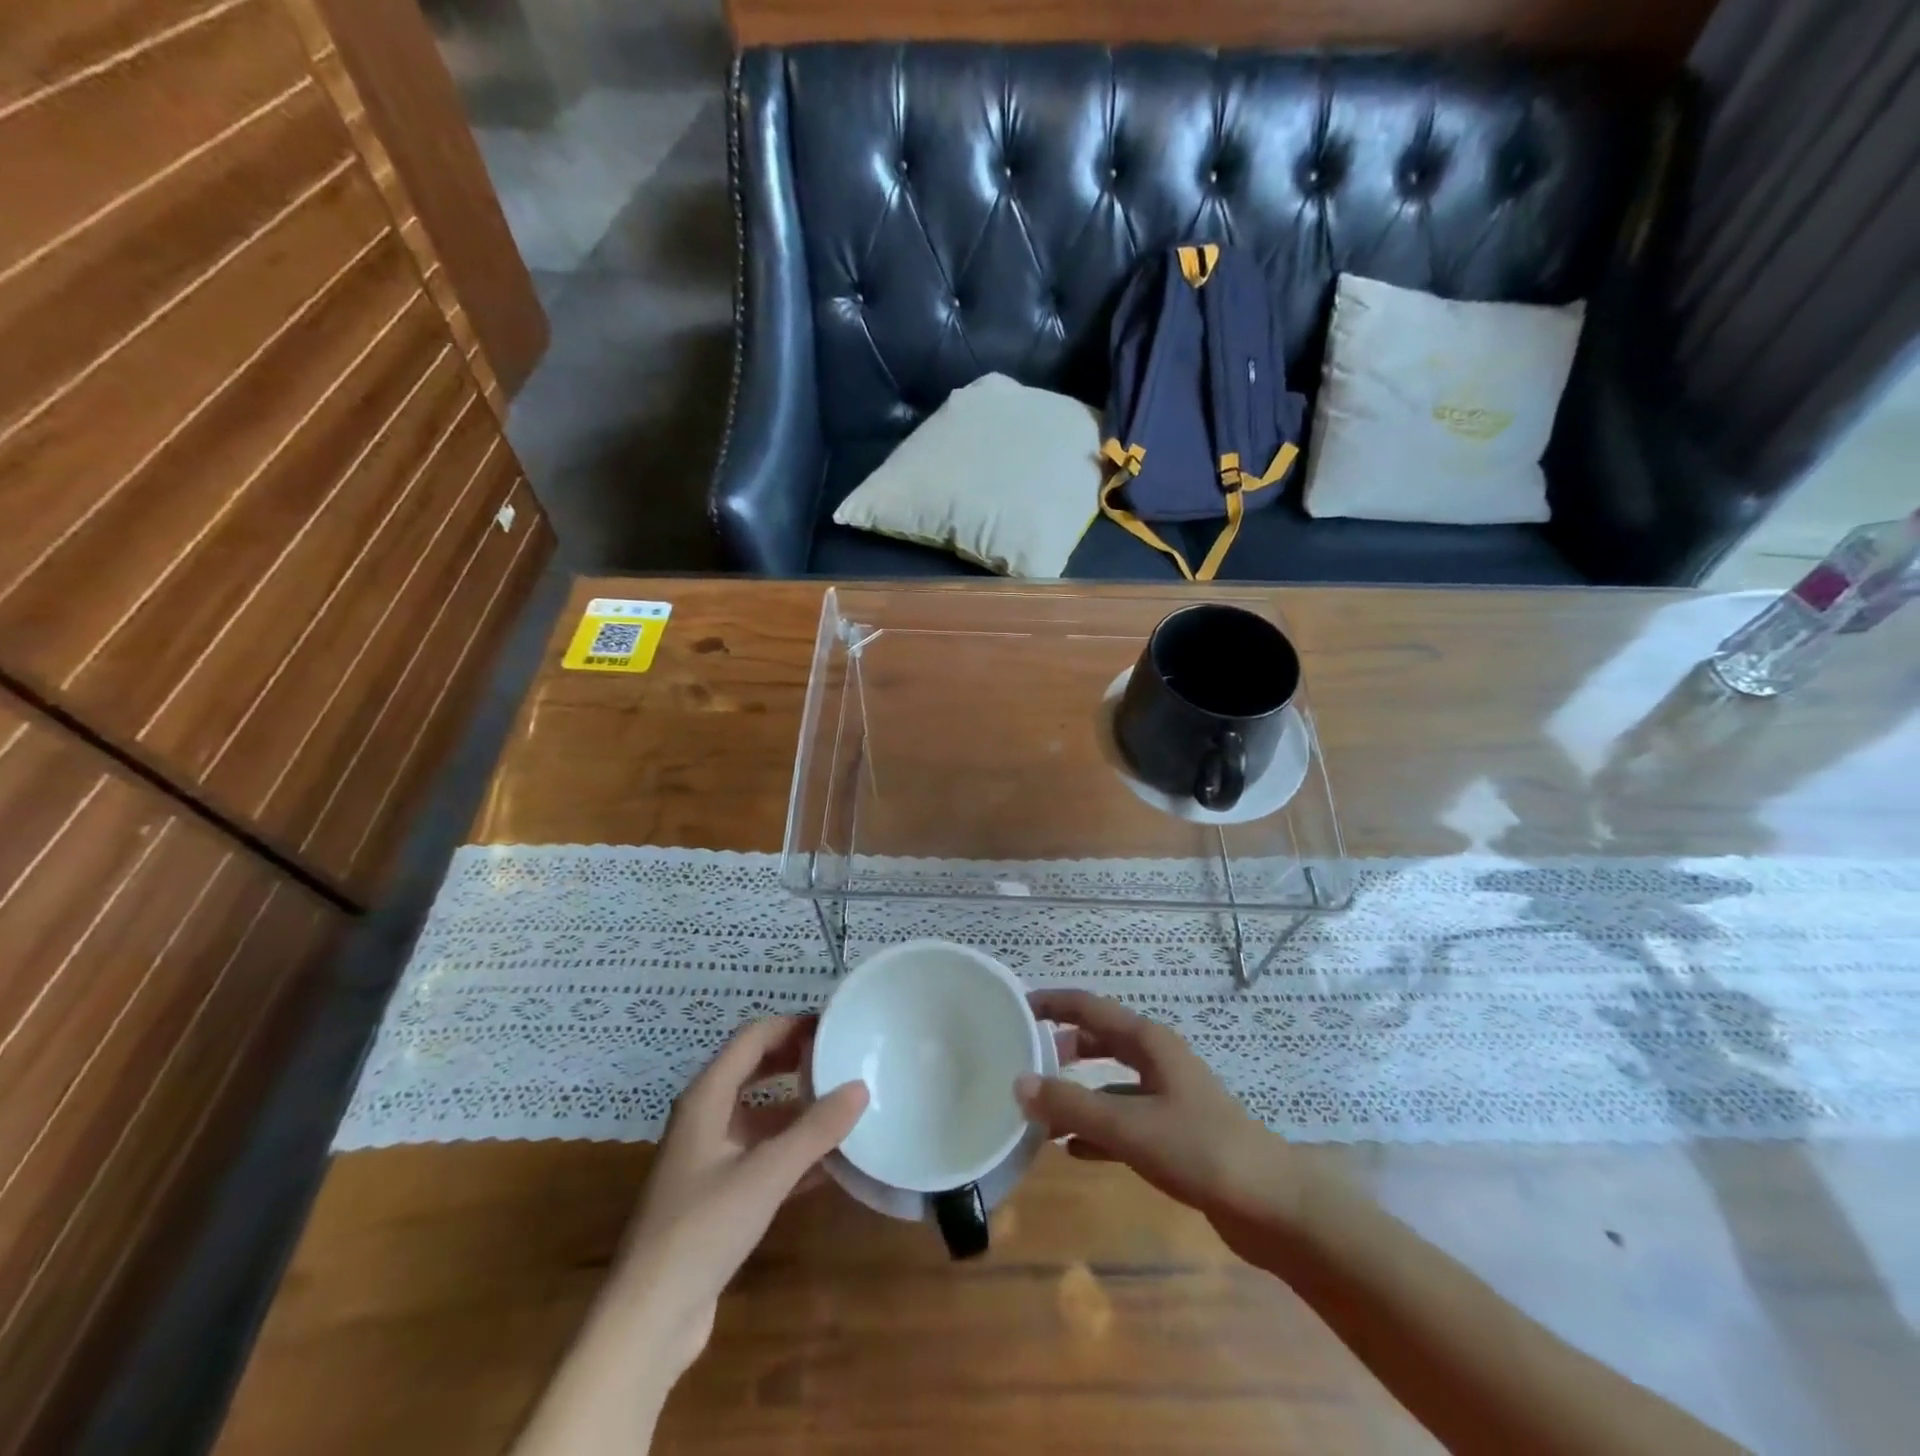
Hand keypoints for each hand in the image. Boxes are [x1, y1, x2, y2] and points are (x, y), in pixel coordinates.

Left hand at [608, 1016, 867, 1375]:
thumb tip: (860, 1087)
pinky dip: (792, 1149)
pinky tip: (829, 1163)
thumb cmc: (702, 1230)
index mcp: (706, 1098)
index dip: (791, 1025)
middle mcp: (704, 1118)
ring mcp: (708, 1158)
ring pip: (760, 1115)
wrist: (648, 1320)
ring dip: (798, 1108)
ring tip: (845, 1106)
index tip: (834, 1026)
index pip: (752, 1038)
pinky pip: (760, 1154)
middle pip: (754, 1070)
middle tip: (842, 1058)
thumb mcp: (766, 1174)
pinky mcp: (716, 1195)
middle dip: (796, 1060)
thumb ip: (816, 1129)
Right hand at [1015, 989, 1294, 1252]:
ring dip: (1077, 1093)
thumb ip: (1072, 1105)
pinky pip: (1124, 1120)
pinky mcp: (1174, 1133)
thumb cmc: (1199, 1149)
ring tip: (1040, 1111)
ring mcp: (1168, 1096)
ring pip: (1110, 1083)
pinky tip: (1073, 1150)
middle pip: (1100, 1039)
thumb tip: (1019, 1083)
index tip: (1017, 1007)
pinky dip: (1097, 1128)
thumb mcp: (1128, 1126)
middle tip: (1024, 1059)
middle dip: (1063, 1046)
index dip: (1054, 1003)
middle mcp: (1157, 1060)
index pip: (1091, 1007)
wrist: (1271, 1205)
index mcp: (1148, 1042)